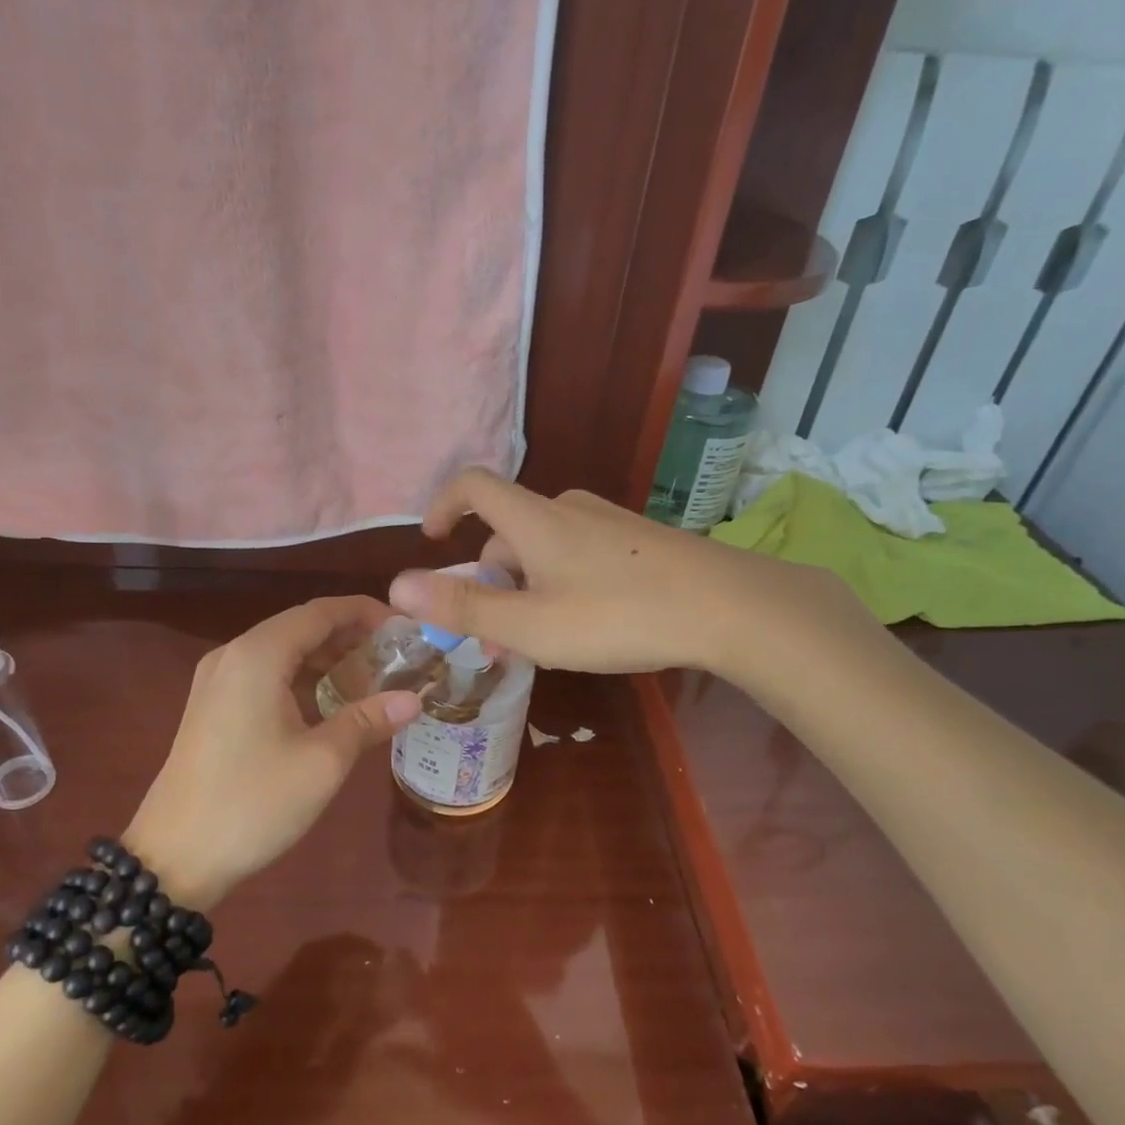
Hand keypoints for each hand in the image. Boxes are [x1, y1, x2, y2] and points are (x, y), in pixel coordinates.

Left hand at [121, 597, 420, 909]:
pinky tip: (329, 700)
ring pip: (281, 651)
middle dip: (349, 635)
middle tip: (396, 653)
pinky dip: (301, 677)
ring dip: (326, 657)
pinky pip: (264, 674)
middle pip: (300, 627)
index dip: (364, 612)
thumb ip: (368, 720)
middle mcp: (233, 655)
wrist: (174, 857)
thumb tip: (413, 700)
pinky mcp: (212, 707)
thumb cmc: (253, 802)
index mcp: (258, 655)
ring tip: (372, 675)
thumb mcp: (322, 762)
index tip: (404, 625)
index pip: (320, 612)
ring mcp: (216, 681)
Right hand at [387, 470, 883, 690]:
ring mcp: (608, 523)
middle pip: (508, 529)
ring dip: (525, 585)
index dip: (443, 504)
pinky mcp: (638, 541)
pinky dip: (560, 582)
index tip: (432, 542)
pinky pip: (579, 553)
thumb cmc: (618, 616)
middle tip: (493, 634)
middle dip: (489, 577)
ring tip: (538, 640)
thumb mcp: (531, 625)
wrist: (729, 607)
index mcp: (534, 519)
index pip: (473, 485)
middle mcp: (567, 509)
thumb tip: (395, 587)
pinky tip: (586, 624)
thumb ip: (463, 607)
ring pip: (545, 547)